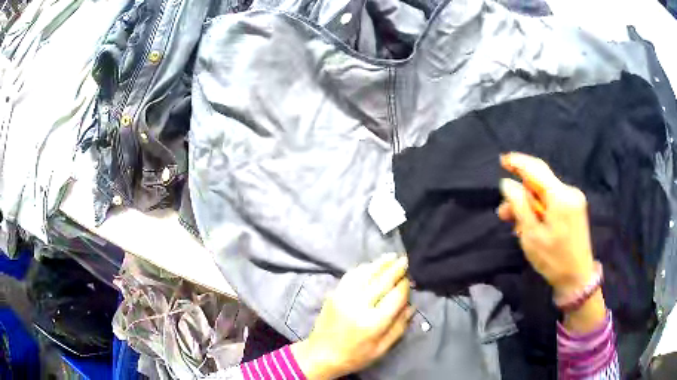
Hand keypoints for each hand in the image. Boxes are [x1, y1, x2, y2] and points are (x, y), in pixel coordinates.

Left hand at [291, 254, 413, 379]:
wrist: (321, 355)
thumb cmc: (355, 356)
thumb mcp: (382, 349)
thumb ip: (399, 327)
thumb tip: (412, 306)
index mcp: (373, 322)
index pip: (395, 296)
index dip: (405, 286)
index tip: (410, 280)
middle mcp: (359, 305)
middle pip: (382, 281)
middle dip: (396, 269)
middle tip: (405, 260)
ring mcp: (344, 297)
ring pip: (366, 273)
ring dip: (380, 263)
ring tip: (392, 257)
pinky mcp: (334, 293)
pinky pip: (351, 275)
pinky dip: (363, 268)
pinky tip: (371, 265)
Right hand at [496, 152, 595, 297]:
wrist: (577, 278)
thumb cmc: (553, 260)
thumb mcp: (532, 236)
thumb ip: (519, 206)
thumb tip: (507, 183)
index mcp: (560, 196)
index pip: (536, 169)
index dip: (518, 162)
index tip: (502, 161)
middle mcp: (569, 192)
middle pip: (540, 183)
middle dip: (520, 193)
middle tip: (503, 213)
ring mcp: (574, 200)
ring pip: (545, 194)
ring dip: (529, 205)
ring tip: (515, 224)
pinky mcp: (575, 209)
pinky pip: (553, 201)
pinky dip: (539, 210)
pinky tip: (531, 225)